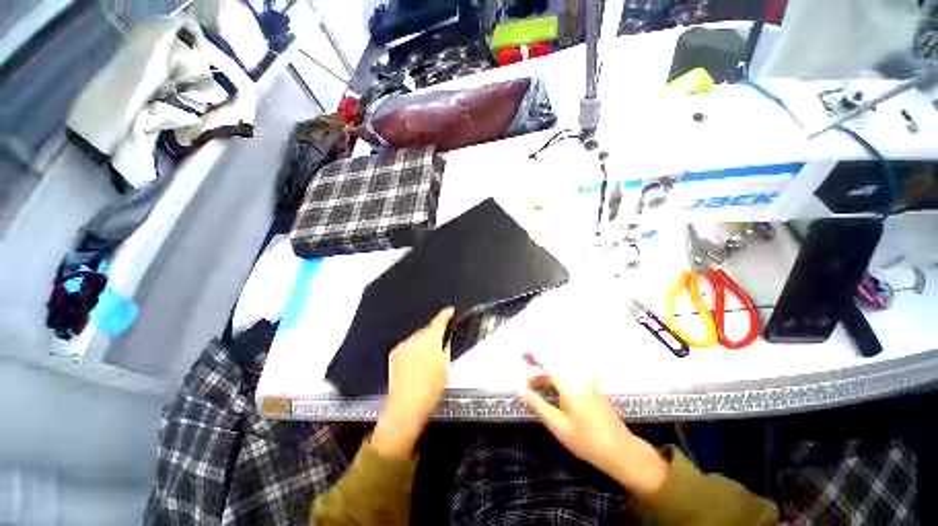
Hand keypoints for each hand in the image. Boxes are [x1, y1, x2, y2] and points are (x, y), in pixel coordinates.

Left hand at [371, 308, 453, 457]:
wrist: (406, 406)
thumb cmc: (431, 388)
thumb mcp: (445, 367)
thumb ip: (445, 348)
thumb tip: (445, 339)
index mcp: (431, 340)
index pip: (439, 321)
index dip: (446, 314)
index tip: (450, 310)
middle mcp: (416, 338)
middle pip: (427, 329)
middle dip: (433, 333)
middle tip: (438, 345)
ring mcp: (403, 344)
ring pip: (417, 337)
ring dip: (422, 342)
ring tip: (425, 358)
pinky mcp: (394, 352)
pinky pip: (407, 345)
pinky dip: (412, 349)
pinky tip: (414, 363)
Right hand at [520, 360, 668, 498]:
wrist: (621, 451)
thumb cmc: (587, 440)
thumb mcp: (559, 426)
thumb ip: (539, 407)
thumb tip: (522, 393)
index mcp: (570, 386)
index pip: (549, 365)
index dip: (536, 357)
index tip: (524, 354)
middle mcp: (579, 380)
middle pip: (556, 369)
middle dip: (540, 371)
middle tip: (527, 379)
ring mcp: (589, 385)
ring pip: (564, 375)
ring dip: (548, 379)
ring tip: (536, 387)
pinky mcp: (594, 392)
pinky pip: (572, 380)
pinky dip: (559, 383)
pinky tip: (554, 394)